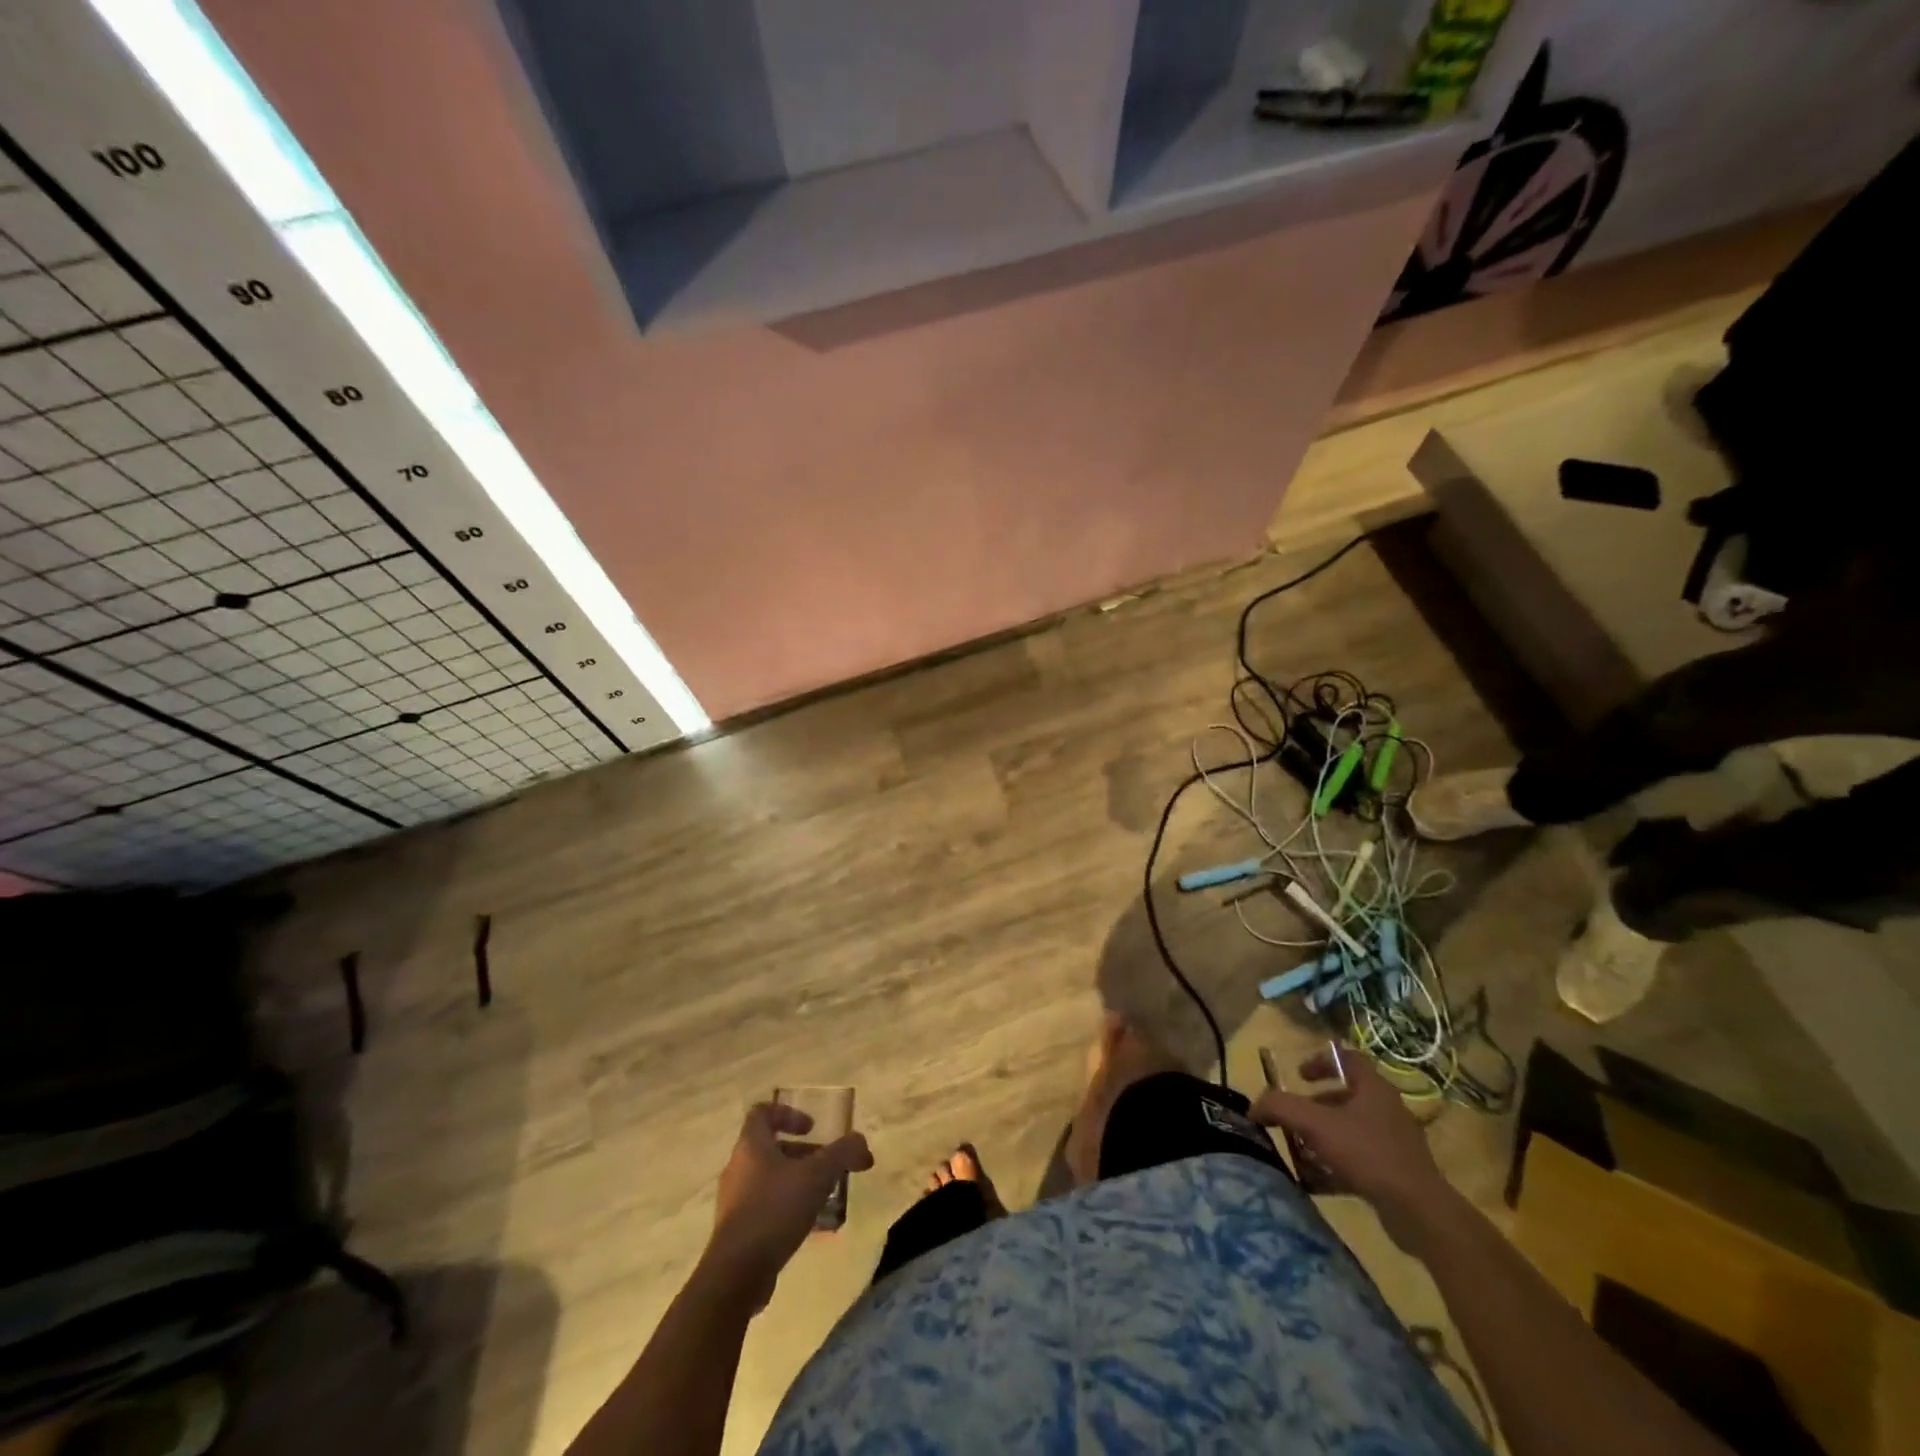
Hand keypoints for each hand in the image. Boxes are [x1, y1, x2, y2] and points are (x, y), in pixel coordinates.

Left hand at [703, 1103, 872, 1309]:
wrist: (736, 1274)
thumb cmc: (775, 1209)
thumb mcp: (817, 1175)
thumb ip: (842, 1153)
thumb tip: (861, 1142)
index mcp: (750, 1146)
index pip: (762, 1112)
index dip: (788, 1114)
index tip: (812, 1128)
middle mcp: (738, 1168)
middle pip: (771, 1149)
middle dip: (803, 1155)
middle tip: (828, 1167)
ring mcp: (734, 1202)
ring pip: (770, 1180)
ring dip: (797, 1182)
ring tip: (824, 1197)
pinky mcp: (736, 1232)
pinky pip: (765, 1208)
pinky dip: (787, 1209)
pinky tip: (809, 1225)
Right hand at [1252, 1049, 1452, 1249]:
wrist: (1420, 1212)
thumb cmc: (1367, 1154)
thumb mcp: (1315, 1124)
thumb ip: (1280, 1107)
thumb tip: (1254, 1107)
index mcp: (1374, 1088)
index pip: (1348, 1058)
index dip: (1321, 1060)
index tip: (1299, 1075)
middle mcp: (1387, 1109)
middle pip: (1346, 1096)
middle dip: (1316, 1106)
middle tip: (1295, 1118)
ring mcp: (1396, 1142)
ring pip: (1352, 1129)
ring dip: (1325, 1136)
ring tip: (1302, 1150)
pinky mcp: (1398, 1172)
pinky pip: (1361, 1158)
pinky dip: (1339, 1163)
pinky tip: (1320, 1180)